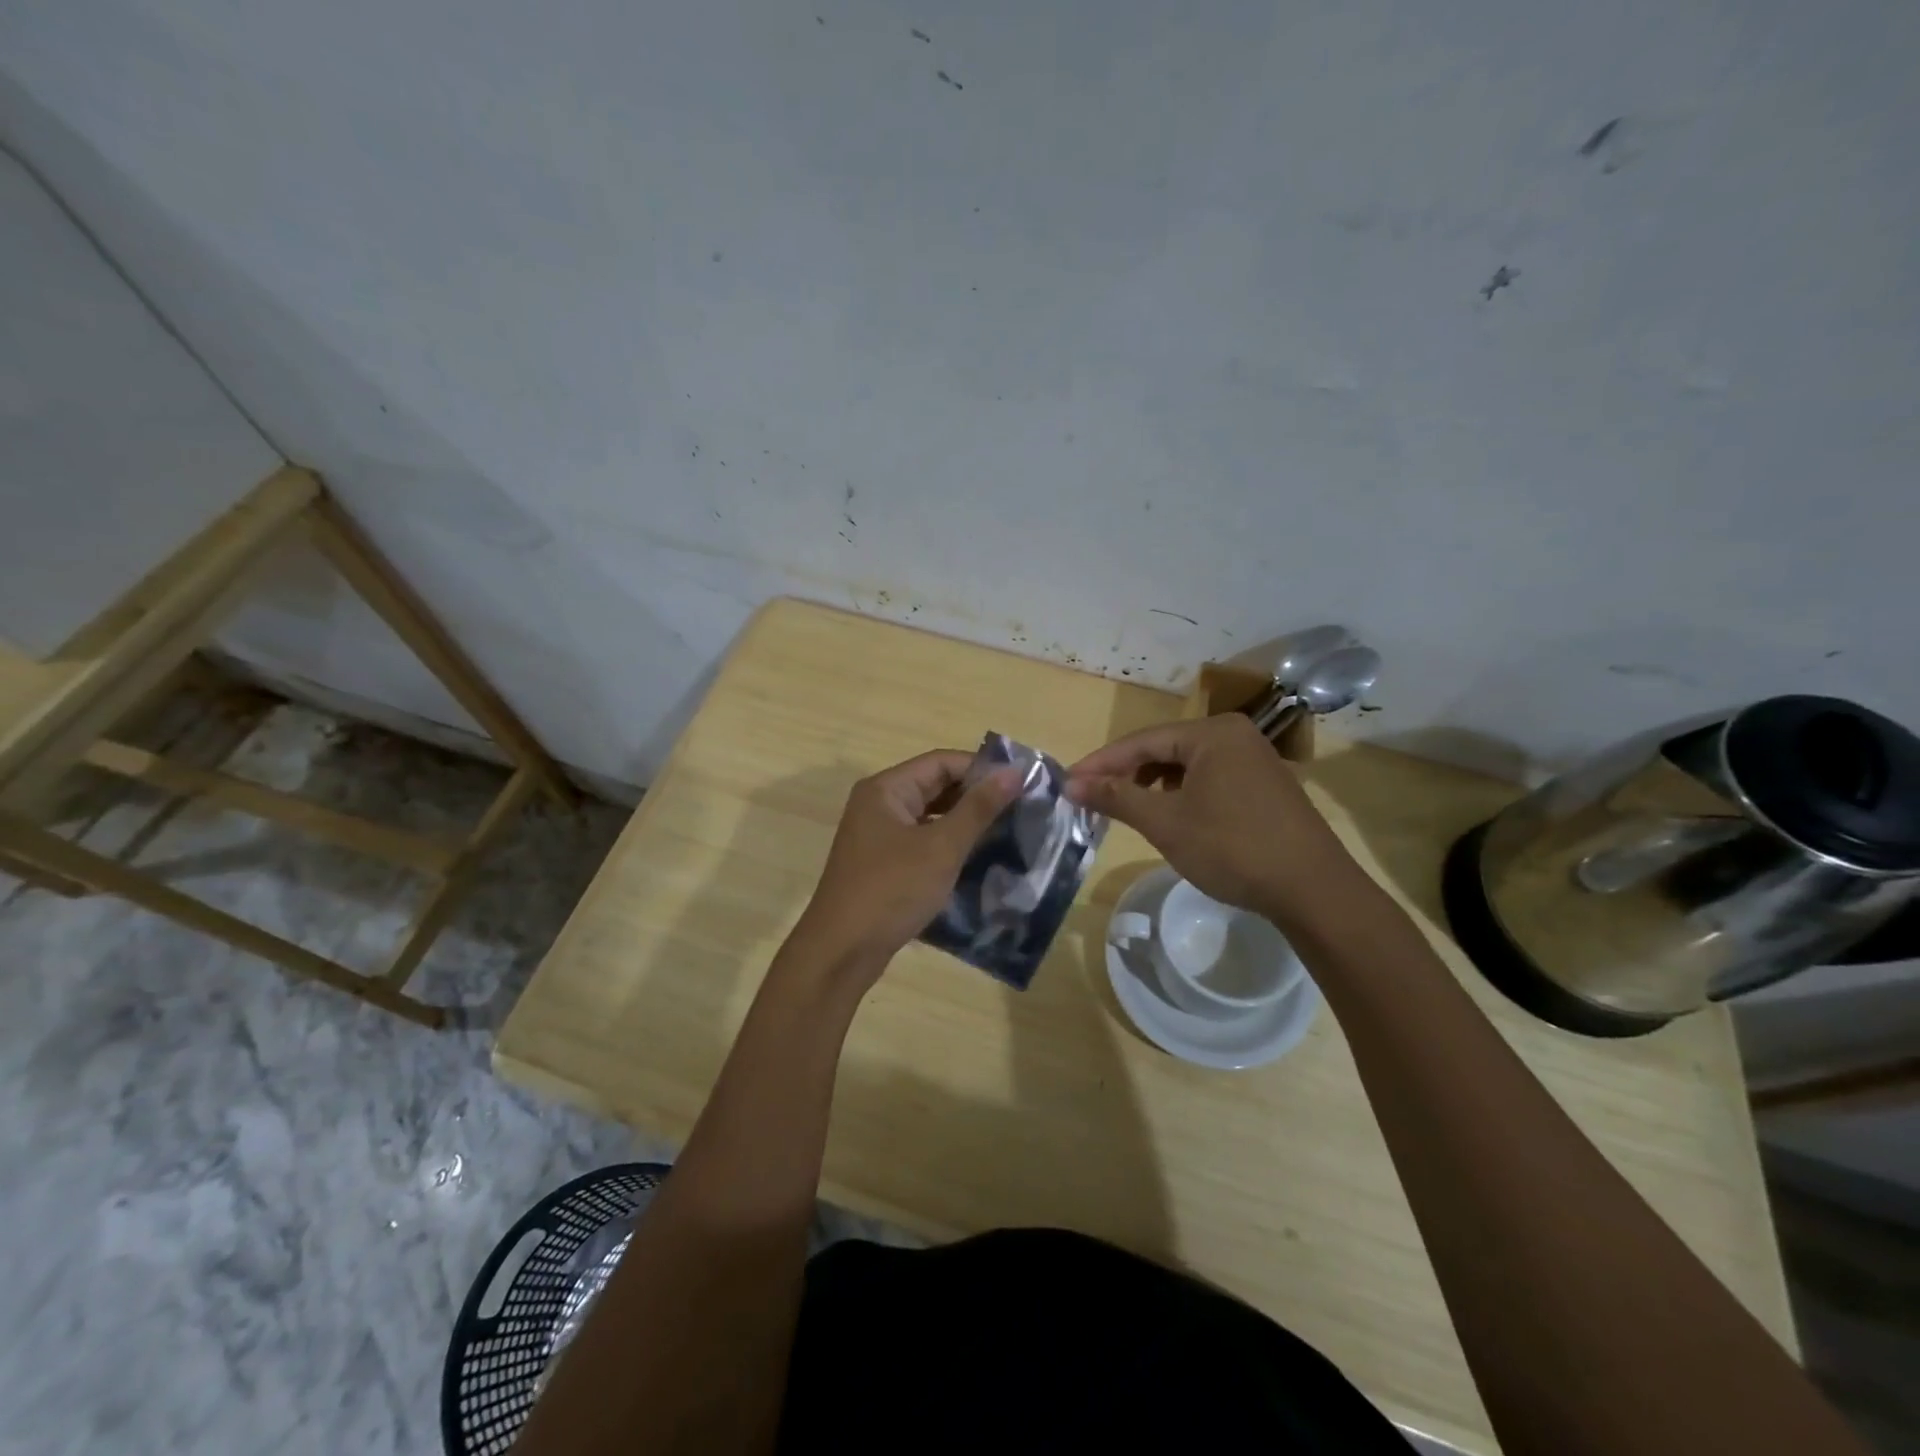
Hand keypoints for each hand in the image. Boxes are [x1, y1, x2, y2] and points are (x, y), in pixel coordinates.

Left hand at [790, 750, 1020, 985]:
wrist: (842, 952)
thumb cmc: (892, 890)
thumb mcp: (941, 847)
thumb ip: (978, 808)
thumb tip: (1014, 771)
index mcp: (886, 789)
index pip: (942, 762)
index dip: (982, 769)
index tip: (1022, 783)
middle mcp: (879, 804)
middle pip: (935, 786)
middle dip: (976, 795)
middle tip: (1022, 808)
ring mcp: (879, 835)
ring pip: (930, 815)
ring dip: (965, 821)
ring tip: (1008, 830)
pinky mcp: (883, 862)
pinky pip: (922, 840)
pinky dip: (949, 844)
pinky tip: (978, 857)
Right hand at [1066, 714, 1366, 927]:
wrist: (1313, 890)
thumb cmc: (1233, 848)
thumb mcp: (1166, 823)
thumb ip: (1116, 797)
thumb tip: (1070, 784)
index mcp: (1212, 733)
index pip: (1141, 741)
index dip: (1101, 763)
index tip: (1068, 783)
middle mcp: (1234, 735)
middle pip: (1164, 749)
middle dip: (1126, 773)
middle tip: (1092, 797)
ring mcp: (1254, 759)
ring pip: (1186, 765)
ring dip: (1152, 784)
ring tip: (1126, 808)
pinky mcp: (1264, 784)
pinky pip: (1209, 778)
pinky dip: (1181, 793)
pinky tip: (1169, 815)